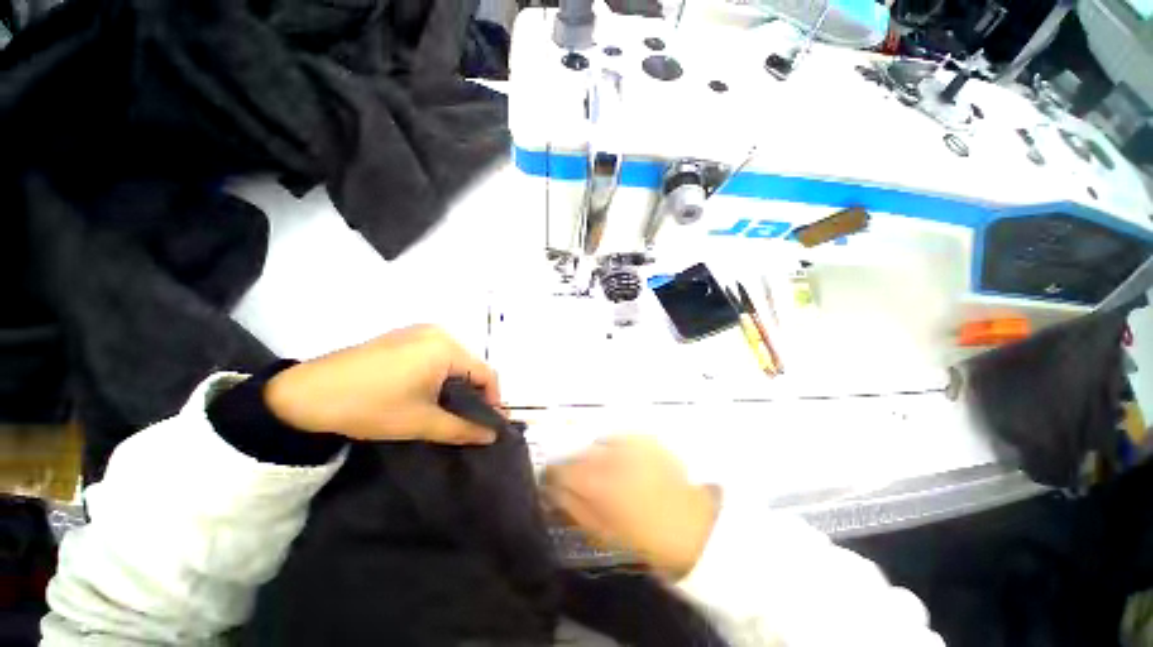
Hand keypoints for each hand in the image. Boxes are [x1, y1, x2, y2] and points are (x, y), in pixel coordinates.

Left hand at [264, 325, 500, 444]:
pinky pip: (435, 354)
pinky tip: (426, 392)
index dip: (493, 401)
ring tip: (446, 409)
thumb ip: (463, 429)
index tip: (488, 425)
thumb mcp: (421, 422)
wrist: (304, 395)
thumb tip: (492, 436)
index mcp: (446, 347)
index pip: (486, 374)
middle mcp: (438, 332)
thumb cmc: (371, 406)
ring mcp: (418, 331)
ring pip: (453, 360)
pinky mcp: (403, 336)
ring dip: (456, 384)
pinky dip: (439, 374)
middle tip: (466, 420)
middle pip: (470, 365)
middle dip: (473, 394)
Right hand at [544, 436, 718, 579]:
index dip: (551, 477)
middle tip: (580, 484)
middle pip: (577, 454)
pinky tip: (622, 462)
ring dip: (593, 457)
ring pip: (596, 444)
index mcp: (597, 482)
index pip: (559, 470)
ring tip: (605, 474)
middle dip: (573, 467)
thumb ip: (574, 510)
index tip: (551, 485)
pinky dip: (612, 447)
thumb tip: (552, 494)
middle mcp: (609, 455)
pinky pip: (617, 438)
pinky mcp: (644, 437)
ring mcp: (628, 442)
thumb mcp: (605, 532)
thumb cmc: (649, 537)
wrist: (696, 524)